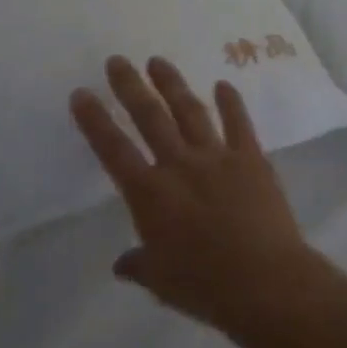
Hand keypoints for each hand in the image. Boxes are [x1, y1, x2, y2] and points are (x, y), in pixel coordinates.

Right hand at [70, 56, 329, 338]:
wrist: (265, 281)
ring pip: (190, 111)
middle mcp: (179, 165)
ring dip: (172, 84)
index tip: (81, 93)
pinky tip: (223, 84)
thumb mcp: (161, 281)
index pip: (113, 150)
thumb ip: (139, 265)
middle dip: (130, 86)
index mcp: (150, 194)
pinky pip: (238, 123)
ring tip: (158, 61)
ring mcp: (216, 156)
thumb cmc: (205, 287)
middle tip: (117, 61)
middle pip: (149, 117)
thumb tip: (121, 264)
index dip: (95, 121)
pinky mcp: (250, 158)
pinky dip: (230, 102)